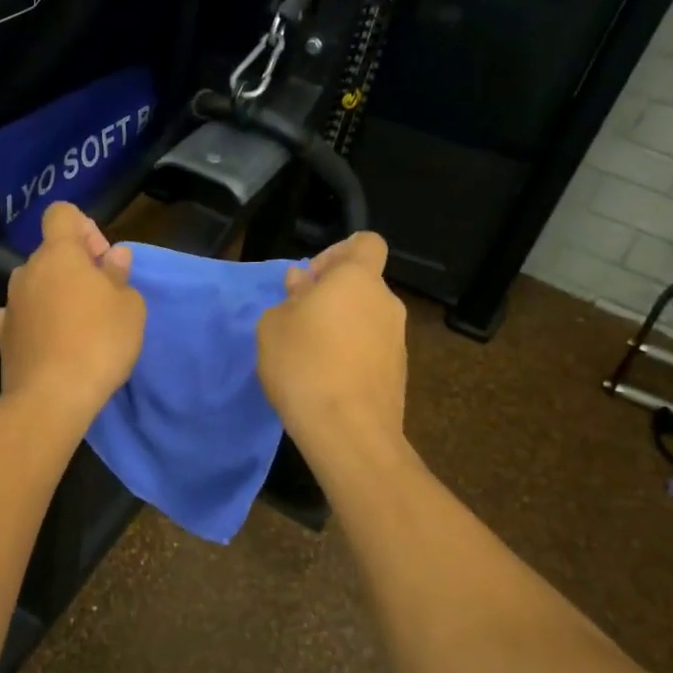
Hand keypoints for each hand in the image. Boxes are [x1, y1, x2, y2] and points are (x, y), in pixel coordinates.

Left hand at [0, 202, 145, 425]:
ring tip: (75, 325)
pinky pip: (17, 315)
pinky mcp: (1, 335)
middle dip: (75, 267)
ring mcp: (10, 303)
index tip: (101, 258)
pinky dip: (31, 320)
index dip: (84, 227)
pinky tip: (45, 339)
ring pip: (34, 284)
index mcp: (60, 254)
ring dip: (53, 294)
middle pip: (50, 253)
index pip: (62, 213)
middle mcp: (28, 270)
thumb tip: (114, 256)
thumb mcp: (130, 307)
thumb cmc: (100, 342)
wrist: (52, 397)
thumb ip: (120, 275)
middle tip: (100, 298)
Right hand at [257, 232, 407, 461]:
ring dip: (341, 328)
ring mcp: (397, 339)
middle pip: (362, 285)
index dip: (338, 252)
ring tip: (309, 356)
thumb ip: (289, 299)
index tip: (311, 279)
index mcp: (358, 279)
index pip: (365, 243)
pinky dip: (351, 355)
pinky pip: (370, 350)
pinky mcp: (398, 373)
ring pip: (365, 319)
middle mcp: (386, 302)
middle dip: (332, 296)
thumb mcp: (273, 326)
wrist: (348, 430)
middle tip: (299, 321)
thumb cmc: (303, 364)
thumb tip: (302, 285)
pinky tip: (326, 380)